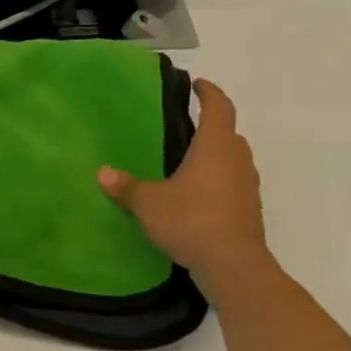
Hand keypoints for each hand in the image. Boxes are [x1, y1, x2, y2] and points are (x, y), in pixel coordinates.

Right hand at [97, 78, 269, 295]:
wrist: (233, 265)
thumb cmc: (191, 221)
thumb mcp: (148, 203)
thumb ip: (126, 186)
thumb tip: (103, 172)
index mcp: (215, 148)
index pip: (219, 108)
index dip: (209, 93)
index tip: (197, 84)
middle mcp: (237, 161)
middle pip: (229, 134)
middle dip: (211, 126)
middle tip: (185, 126)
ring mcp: (247, 186)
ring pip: (233, 159)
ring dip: (215, 154)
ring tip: (187, 160)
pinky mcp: (248, 209)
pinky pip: (233, 183)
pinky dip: (217, 179)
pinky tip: (196, 193)